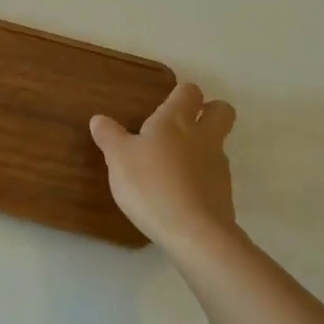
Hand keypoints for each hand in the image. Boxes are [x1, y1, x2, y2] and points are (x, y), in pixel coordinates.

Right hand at [91, 83, 238, 252]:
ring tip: (172, 168)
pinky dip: (200, 179)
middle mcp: (203, 136)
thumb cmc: (151, 184)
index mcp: (176, 120)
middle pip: (222, 111)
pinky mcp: (224, 193)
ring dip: (201, 149)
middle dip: (209, 111)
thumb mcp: (118, 159)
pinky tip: (178, 194)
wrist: (193, 231)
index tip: (166, 103)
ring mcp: (218, 165)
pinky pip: (213, 176)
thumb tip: (99, 119)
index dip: (181, 94)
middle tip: (185, 125)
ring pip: (217, 145)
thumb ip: (110, 136)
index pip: (189, 91)